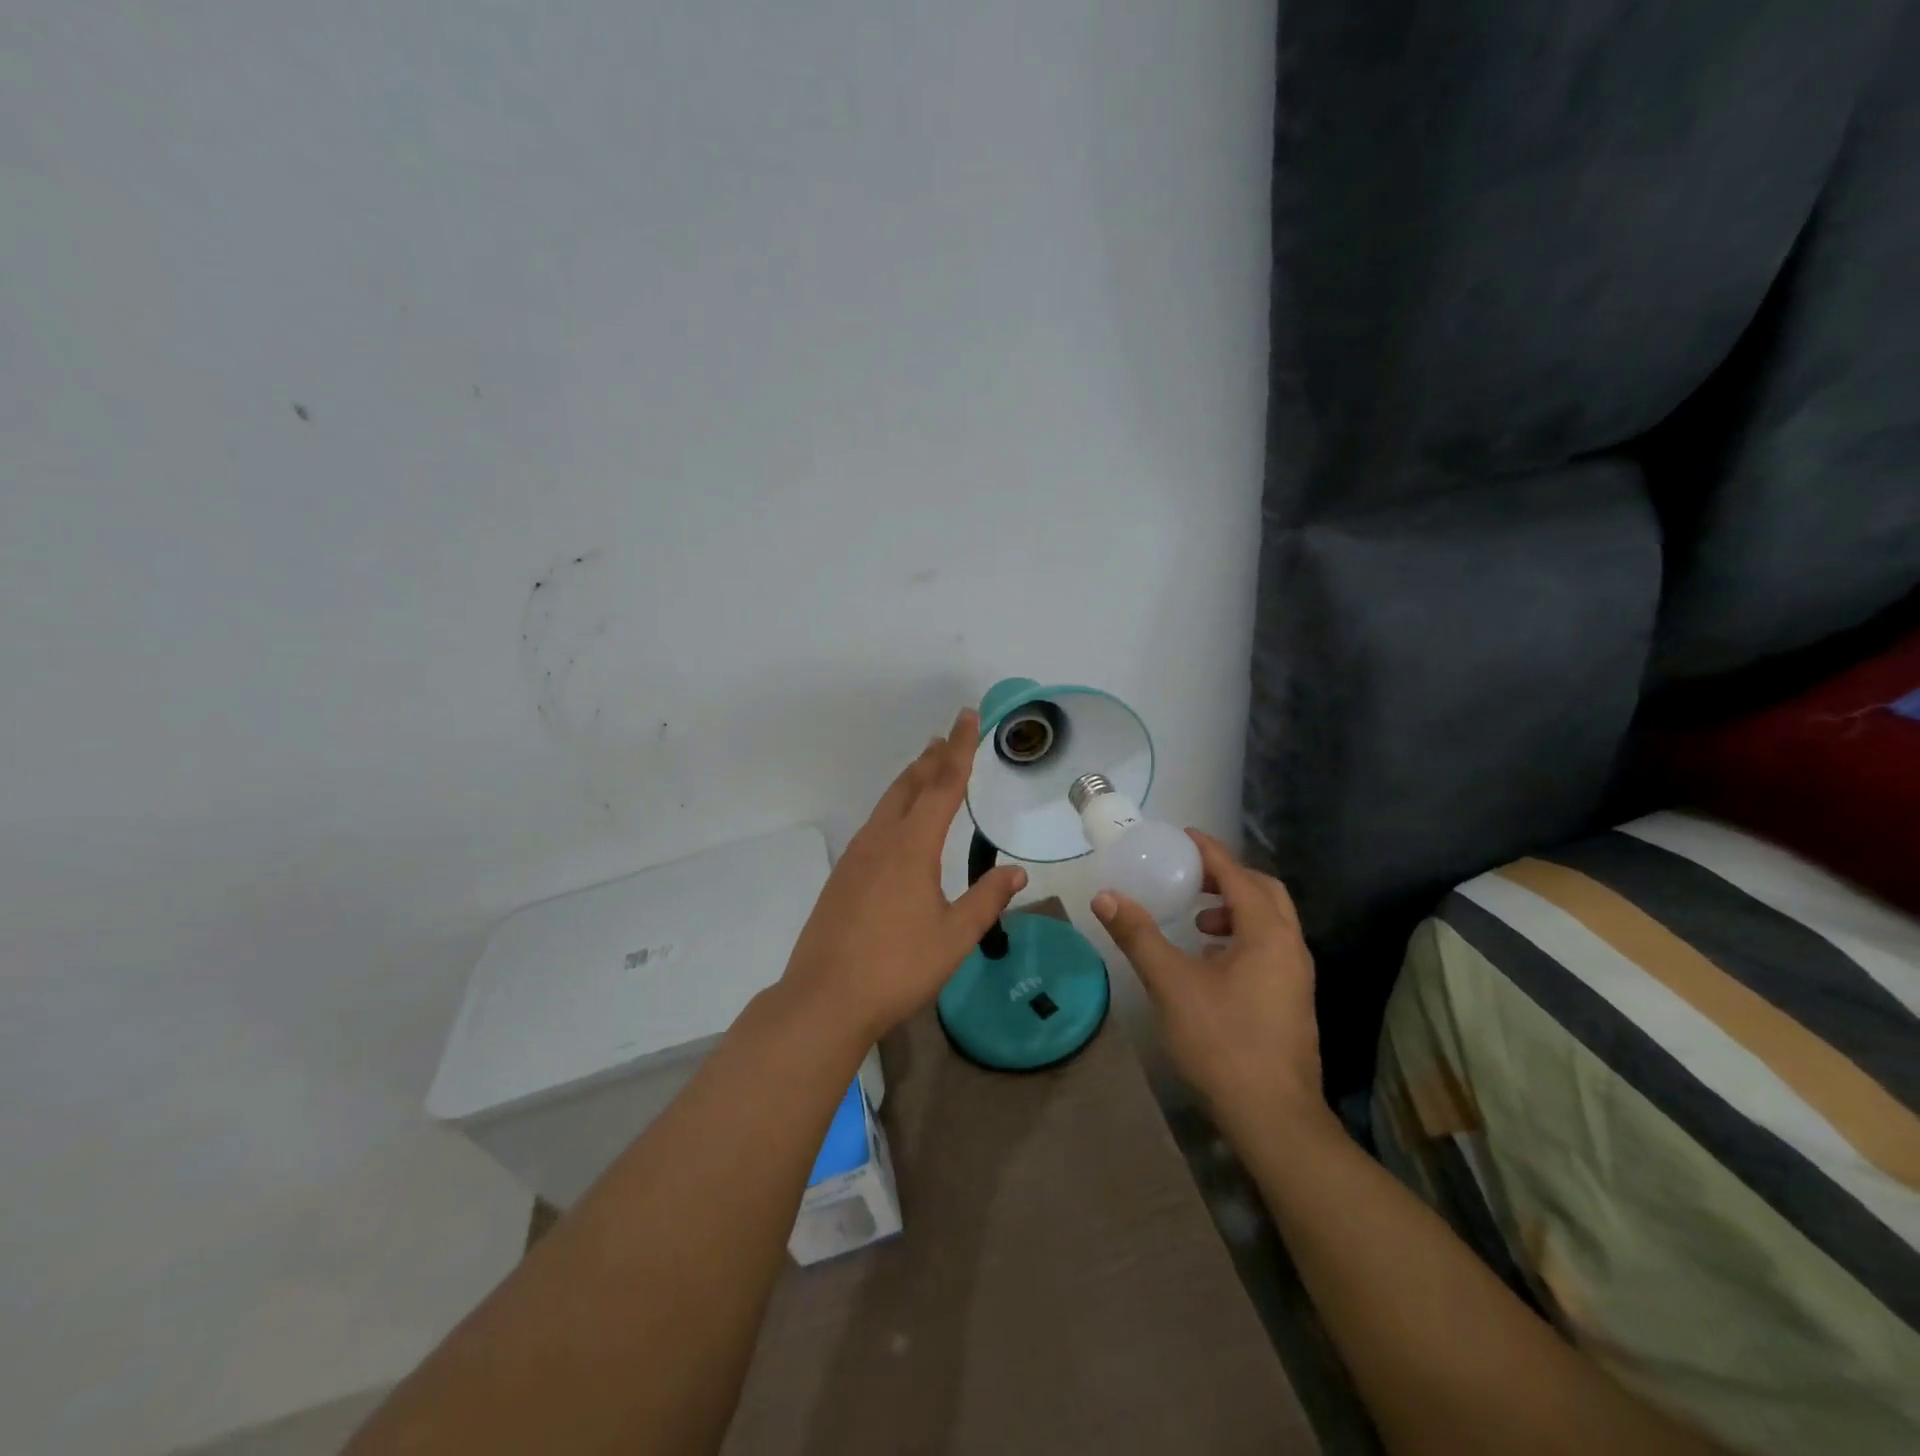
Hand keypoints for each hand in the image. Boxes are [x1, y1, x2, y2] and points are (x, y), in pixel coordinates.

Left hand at [780, 708, 1026, 1043]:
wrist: (825, 998)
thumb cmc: (897, 967)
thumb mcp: (954, 937)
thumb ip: (986, 900)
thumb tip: (1016, 872)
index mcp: (912, 847)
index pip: (942, 785)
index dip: (960, 749)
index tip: (968, 717)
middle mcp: (881, 840)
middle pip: (910, 785)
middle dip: (932, 758)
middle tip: (949, 736)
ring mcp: (856, 856)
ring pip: (888, 803)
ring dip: (911, 780)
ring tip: (927, 767)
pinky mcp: (843, 875)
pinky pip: (875, 824)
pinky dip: (895, 807)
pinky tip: (898, 824)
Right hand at [1092, 831, 1323, 1135]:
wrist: (1273, 1117)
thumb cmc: (1222, 1041)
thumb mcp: (1171, 983)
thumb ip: (1138, 936)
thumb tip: (1105, 896)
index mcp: (1267, 933)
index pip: (1237, 874)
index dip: (1209, 851)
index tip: (1182, 836)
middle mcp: (1290, 946)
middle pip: (1263, 892)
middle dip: (1226, 877)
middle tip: (1189, 876)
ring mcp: (1296, 976)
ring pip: (1269, 922)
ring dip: (1234, 909)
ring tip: (1196, 921)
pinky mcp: (1292, 1000)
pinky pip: (1268, 947)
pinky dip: (1240, 937)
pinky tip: (1209, 961)